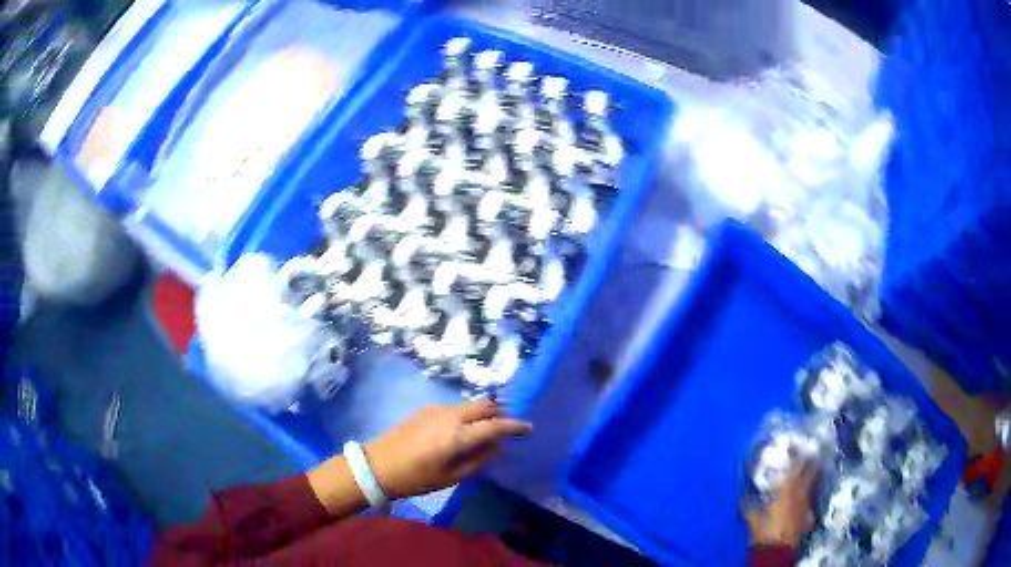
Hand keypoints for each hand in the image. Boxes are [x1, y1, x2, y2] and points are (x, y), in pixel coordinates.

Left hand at [365, 400, 532, 498]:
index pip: (495, 426)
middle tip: (508, 427)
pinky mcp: (427, 409)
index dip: (515, 426)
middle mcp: (451, 416)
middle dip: (501, 413)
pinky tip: (464, 430)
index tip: (529, 428)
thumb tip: (496, 446)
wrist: (379, 465)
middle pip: (485, 405)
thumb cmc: (417, 478)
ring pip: (470, 404)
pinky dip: (468, 414)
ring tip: (486, 430)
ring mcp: (438, 409)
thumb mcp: (451, 477)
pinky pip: (457, 407)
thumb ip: (478, 460)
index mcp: (458, 436)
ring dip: (484, 413)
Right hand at [744, 459, 818, 547]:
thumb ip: (749, 505)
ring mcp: (807, 505)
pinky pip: (808, 505)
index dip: (798, 453)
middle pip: (811, 471)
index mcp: (788, 488)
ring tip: (812, 472)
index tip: (798, 443)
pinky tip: (804, 505)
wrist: (777, 550)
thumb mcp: (752, 518)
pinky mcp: (808, 517)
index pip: (797, 465)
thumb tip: (742, 496)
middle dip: (812, 461)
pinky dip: (806, 502)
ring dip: (812, 478)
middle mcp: (801, 492)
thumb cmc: (764, 530)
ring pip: (812, 486)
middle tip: (812, 451)